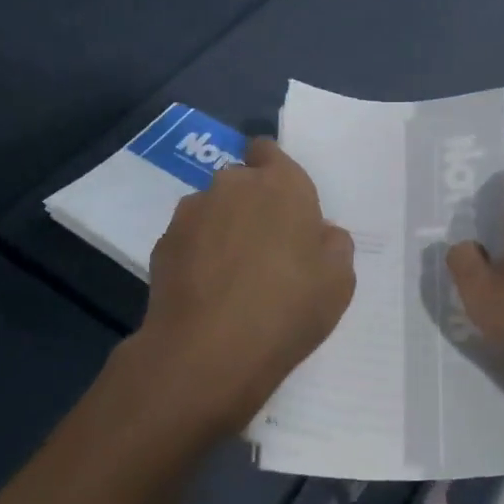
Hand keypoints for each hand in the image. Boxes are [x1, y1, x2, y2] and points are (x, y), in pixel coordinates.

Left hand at [131, 137, 355, 436]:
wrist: (208, 353)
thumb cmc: (287, 309)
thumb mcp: (339, 280)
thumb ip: (332, 243)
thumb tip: (317, 233)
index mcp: (281, 183)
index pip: (268, 150)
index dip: (274, 171)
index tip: (282, 205)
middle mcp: (233, 185)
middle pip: (241, 181)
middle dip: (250, 204)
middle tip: (265, 248)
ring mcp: (192, 212)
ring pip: (212, 209)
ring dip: (222, 228)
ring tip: (230, 275)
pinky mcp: (163, 243)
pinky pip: (189, 239)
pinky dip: (197, 254)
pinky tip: (205, 291)